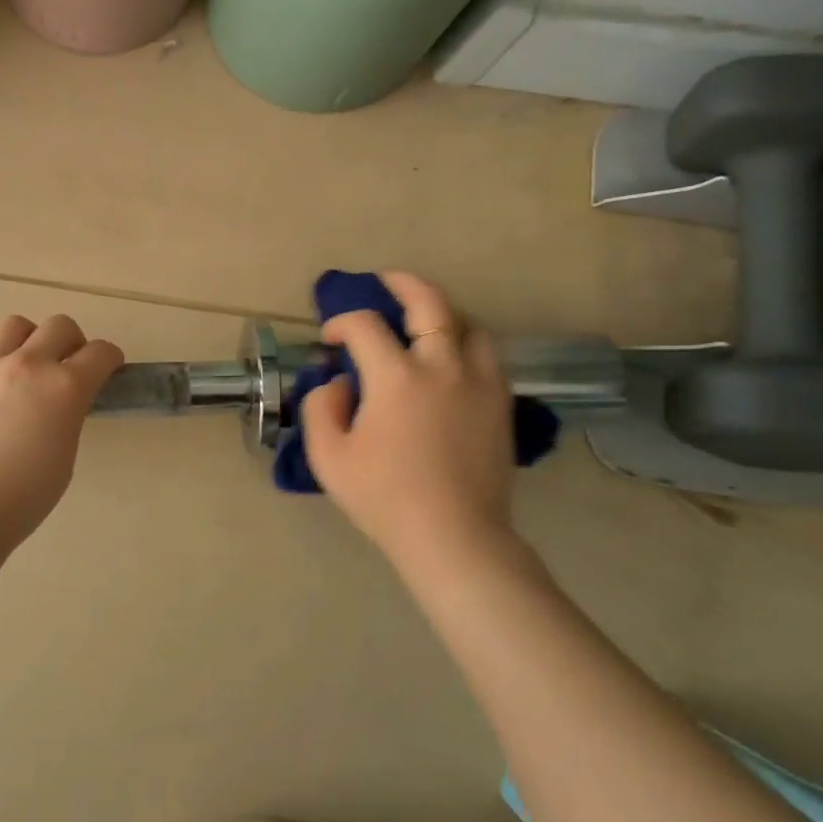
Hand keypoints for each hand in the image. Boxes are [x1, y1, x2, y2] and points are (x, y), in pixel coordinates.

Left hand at [0, 314, 124, 544]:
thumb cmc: (23, 498)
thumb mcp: (66, 456)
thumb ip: (68, 416)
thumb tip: (61, 402)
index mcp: (65, 388)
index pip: (100, 353)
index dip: (110, 358)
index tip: (108, 367)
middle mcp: (28, 365)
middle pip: (60, 325)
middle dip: (72, 341)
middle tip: (67, 365)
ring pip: (15, 324)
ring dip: (28, 339)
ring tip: (23, 363)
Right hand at [302, 272, 517, 572]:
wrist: (454, 538)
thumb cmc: (384, 498)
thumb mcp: (328, 456)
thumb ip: (322, 406)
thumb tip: (339, 382)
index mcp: (397, 378)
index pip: (364, 325)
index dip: (341, 323)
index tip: (330, 341)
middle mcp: (442, 366)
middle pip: (429, 302)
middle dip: (402, 283)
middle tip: (384, 283)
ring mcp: (479, 382)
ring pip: (468, 323)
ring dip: (441, 313)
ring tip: (423, 321)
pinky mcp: (500, 403)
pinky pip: (488, 354)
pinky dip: (466, 342)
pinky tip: (451, 358)